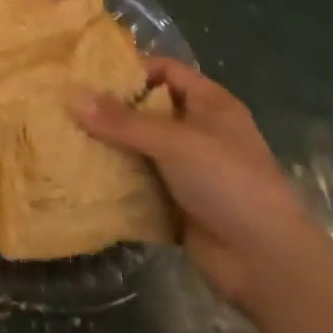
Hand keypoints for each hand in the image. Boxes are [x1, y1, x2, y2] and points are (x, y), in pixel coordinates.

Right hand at [71, 58, 311, 310]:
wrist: (265, 263)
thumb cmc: (227, 182)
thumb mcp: (173, 142)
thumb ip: (121, 121)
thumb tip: (70, 95)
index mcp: (210, 104)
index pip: (166, 70)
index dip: (132, 69)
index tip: (89, 73)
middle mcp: (200, 132)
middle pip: (149, 109)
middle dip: (112, 109)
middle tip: (68, 104)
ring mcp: (189, 170)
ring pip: (141, 148)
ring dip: (111, 146)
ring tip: (66, 135)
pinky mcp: (178, 203)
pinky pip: (141, 182)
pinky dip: (118, 179)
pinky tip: (83, 174)